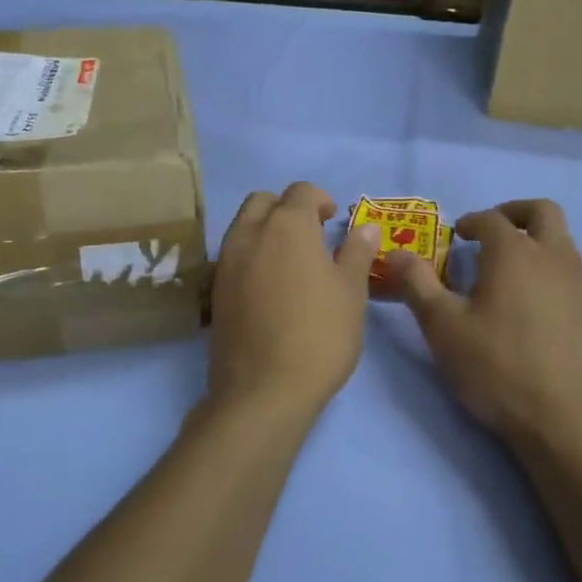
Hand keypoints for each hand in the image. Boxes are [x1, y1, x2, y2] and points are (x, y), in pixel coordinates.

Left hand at [208, 183, 378, 423]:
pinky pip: (233, 255)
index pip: (301, 191)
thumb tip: (366, 227)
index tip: (333, 222)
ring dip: (266, 229)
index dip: (320, 200)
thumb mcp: (351, 292)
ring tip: (291, 262)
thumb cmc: (319, 335)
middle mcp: (249, 233)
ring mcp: (226, 261)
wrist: (262, 390)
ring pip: (243, 225)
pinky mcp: (214, 290)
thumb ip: (356, 252)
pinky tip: (269, 286)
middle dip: (287, 208)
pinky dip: (251, 255)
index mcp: (287, 226)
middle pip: (263, 201)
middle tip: (311, 236)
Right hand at [389, 200, 581, 448]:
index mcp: (514, 253)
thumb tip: (397, 253)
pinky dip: (548, 268)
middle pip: (542, 212)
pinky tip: (528, 304)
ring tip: (505, 270)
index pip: (491, 219)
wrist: (565, 420)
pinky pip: (569, 271)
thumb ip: (417, 284)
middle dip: (513, 213)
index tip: (455, 236)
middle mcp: (552, 257)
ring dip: (534, 240)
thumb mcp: (442, 327)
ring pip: (561, 240)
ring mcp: (578, 284)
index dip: (470, 221)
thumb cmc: (496, 367)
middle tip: (489, 233)